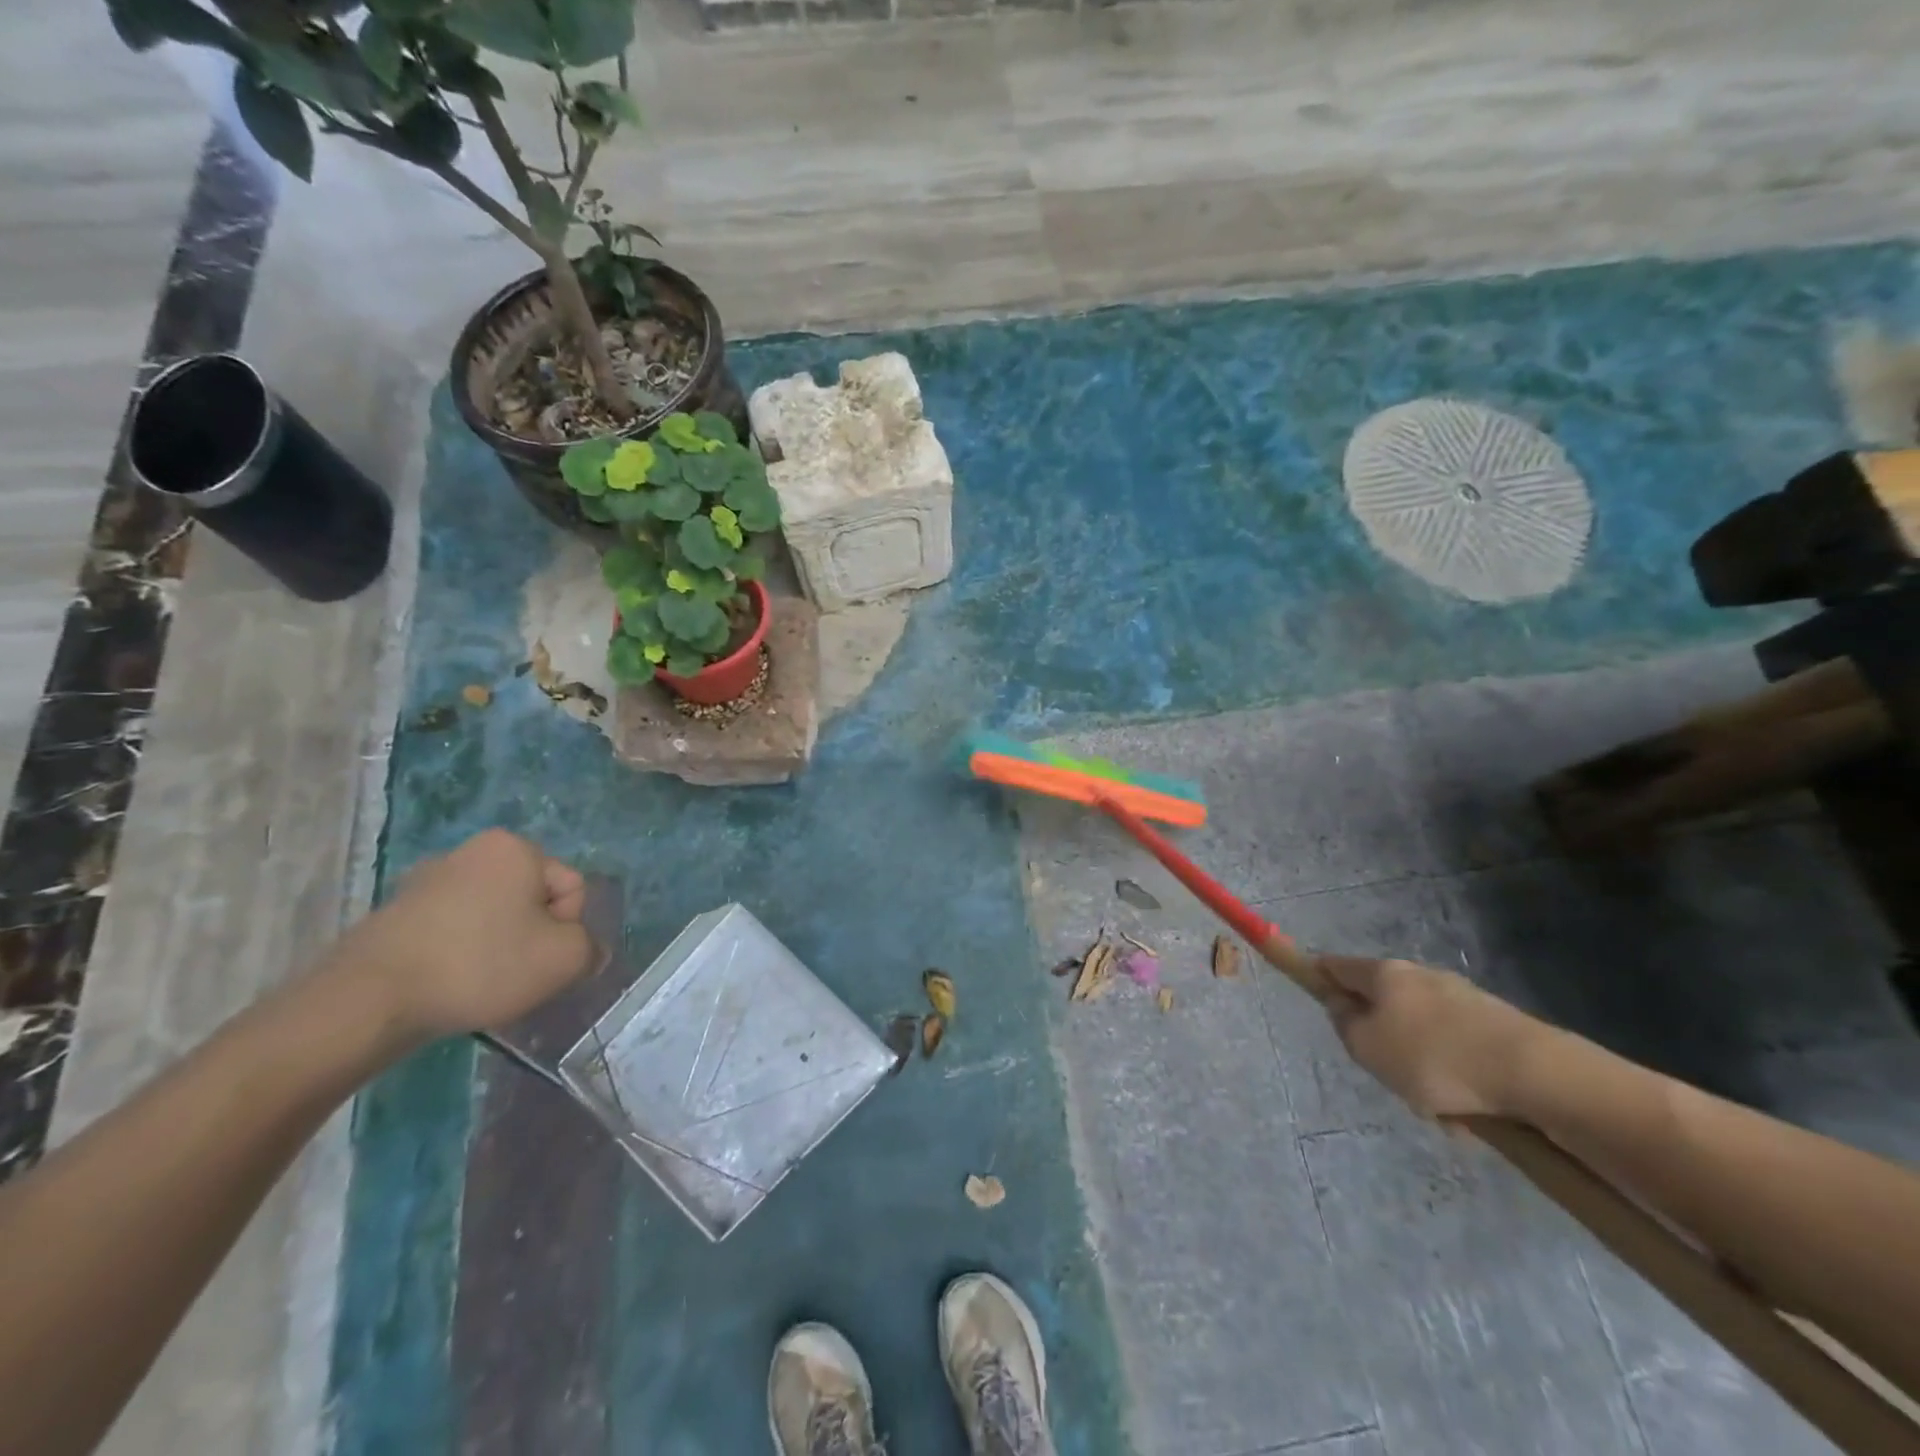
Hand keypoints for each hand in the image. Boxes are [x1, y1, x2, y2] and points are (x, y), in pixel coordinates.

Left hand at [327, 829, 604, 1044]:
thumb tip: (585, 952)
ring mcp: (427, 880)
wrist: (368, 1000)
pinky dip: (461, 955)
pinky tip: (448, 984)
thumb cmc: (480, 965)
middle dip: (532, 937)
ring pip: (493, 917)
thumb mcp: (564, 960)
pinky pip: (454, 931)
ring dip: (498, 947)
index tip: (541, 959)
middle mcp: (472, 850)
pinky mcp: (396, 913)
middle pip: (532, 900)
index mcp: (515, 848)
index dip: (567, 929)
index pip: (572, 889)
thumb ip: (590, 949)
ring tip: (479, 984)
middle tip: (515, 975)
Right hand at [1317, 955, 1548, 1119]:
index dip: (1321, 978)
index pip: (1337, 965)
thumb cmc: (1433, 1057)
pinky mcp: (1497, 1025)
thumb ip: (1344, 1024)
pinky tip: (1470, 1113)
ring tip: (1437, 1108)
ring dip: (1422, 1065)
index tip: (1317, 998)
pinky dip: (1456, 1077)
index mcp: (1384, 973)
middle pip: (1384, 1001)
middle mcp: (1420, 975)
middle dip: (1382, 1036)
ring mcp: (1462, 997)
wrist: (1534, 1074)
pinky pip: (1459, 1051)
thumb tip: (1342, 1006)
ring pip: (1424, 1032)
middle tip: (1387, 1073)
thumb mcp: (1367, 1048)